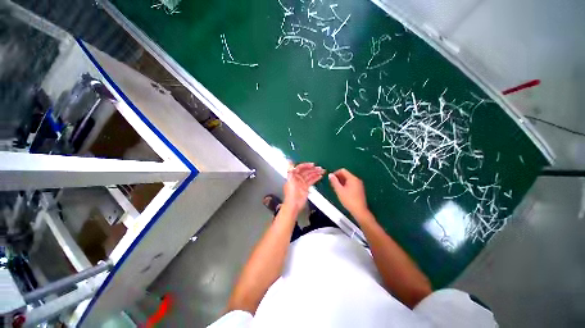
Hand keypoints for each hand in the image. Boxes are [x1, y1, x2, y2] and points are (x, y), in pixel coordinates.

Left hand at [283, 163, 324, 211]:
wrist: (294, 205)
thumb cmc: (291, 194)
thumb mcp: (290, 181)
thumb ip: (290, 171)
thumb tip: (289, 161)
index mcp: (293, 175)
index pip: (300, 168)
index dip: (306, 165)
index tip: (313, 164)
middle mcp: (298, 178)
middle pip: (306, 171)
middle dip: (313, 169)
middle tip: (320, 168)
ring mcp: (302, 183)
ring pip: (310, 175)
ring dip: (316, 173)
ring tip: (322, 171)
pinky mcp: (306, 187)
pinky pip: (311, 181)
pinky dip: (316, 178)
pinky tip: (320, 176)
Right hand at [329, 169, 370, 219]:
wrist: (359, 211)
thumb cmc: (349, 200)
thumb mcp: (339, 190)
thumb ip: (334, 181)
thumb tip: (330, 175)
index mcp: (352, 178)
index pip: (342, 170)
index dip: (335, 173)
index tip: (331, 179)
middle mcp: (357, 180)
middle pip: (345, 174)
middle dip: (338, 178)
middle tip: (332, 184)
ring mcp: (359, 184)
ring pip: (348, 179)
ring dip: (341, 182)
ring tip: (336, 188)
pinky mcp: (359, 189)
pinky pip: (351, 183)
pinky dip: (345, 185)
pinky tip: (342, 191)